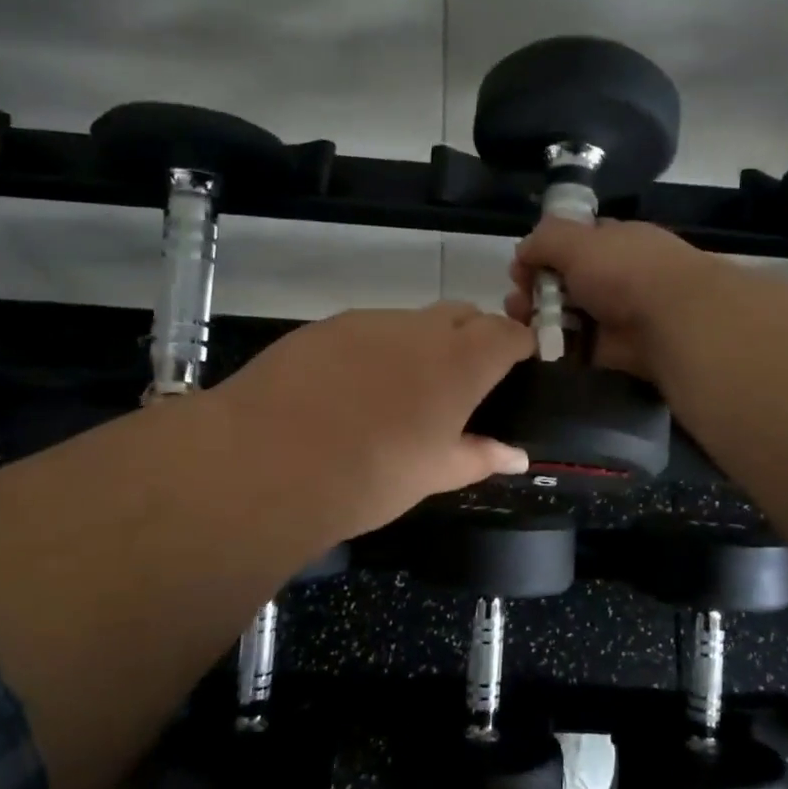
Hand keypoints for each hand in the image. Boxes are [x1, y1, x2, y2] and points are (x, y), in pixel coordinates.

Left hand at [211, 302, 534, 547]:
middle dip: (473, 336)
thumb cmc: (372, 475)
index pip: (507, 332)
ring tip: (400, 390)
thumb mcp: (434, 473)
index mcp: (460, 361)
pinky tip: (351, 388)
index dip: (519, 344)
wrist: (268, 462)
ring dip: (422, 343)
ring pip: (412, 320)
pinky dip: (376, 349)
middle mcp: (420, 328)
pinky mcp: (324, 326)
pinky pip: (367, 329)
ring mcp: (369, 321)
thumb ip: (480, 456)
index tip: (519, 364)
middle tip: (462, 382)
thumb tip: (517, 456)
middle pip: (463, 314)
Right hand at [505, 218, 723, 381]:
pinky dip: (559, 346)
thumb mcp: (577, 241)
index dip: (545, 251)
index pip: (577, 240)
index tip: (520, 266)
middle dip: (537, 288)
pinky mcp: (618, 349)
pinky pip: (581, 345)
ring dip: (543, 317)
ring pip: (572, 314)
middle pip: (569, 280)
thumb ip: (545, 240)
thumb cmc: (624, 270)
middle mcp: (620, 274)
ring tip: (520, 324)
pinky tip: (538, 346)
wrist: (671, 321)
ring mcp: (620, 313)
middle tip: (515, 302)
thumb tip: (523, 251)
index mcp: (616, 240)